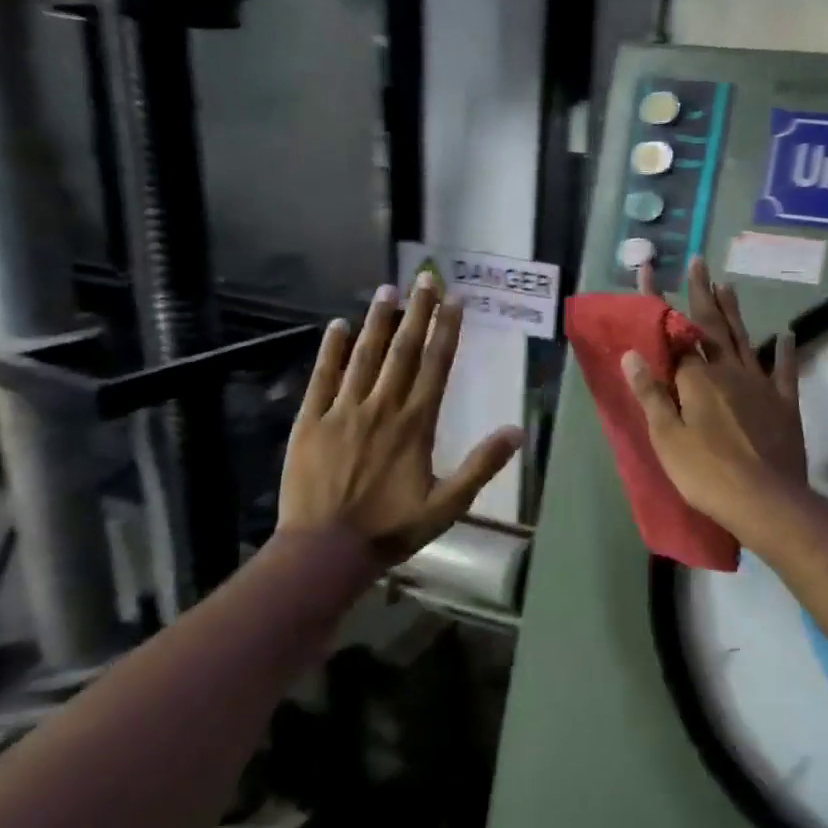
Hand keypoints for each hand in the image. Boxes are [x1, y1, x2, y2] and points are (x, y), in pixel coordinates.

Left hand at [279, 278, 523, 563]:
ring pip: (364, 356)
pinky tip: (338, 326)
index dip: (447, 330)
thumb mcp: (448, 504)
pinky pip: (322, 377)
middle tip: (424, 278)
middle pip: (402, 350)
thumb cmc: (392, 528)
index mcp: (415, 424)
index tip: (454, 300)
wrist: (326, 549)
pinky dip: (331, 350)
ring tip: (387, 290)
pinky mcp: (311, 421)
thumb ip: (481, 465)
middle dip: (416, 312)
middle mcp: (381, 407)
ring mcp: (342, 410)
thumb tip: (517, 431)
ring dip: (378, 321)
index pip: (435, 366)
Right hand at [623, 258, 805, 534]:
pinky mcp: (784, 404)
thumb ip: (651, 394)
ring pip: (745, 340)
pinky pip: (785, 371)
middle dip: (703, 293)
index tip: (649, 268)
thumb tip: (632, 353)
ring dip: (735, 312)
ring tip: (728, 285)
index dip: (657, 301)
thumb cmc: (706, 472)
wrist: (765, 500)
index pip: (672, 331)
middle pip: (713, 325)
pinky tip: (786, 335)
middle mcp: (729, 371)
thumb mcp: (666, 437)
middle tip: (699, 262)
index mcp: (697, 378)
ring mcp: (761, 385)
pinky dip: (785, 351)